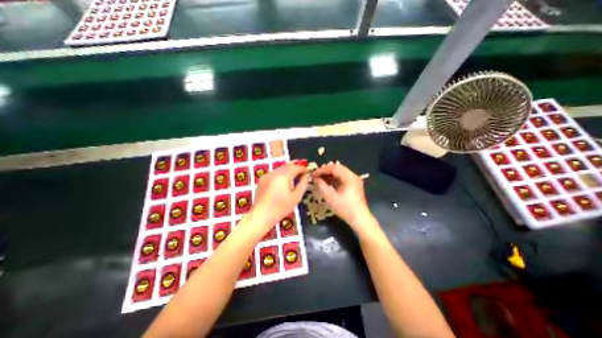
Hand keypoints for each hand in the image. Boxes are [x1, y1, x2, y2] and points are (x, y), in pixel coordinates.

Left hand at [248, 162, 306, 233]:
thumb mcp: (296, 197)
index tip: (308, 171)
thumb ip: (303, 184)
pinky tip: (283, 181)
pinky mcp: (262, 180)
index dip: (303, 168)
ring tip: (294, 176)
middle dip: (296, 166)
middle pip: (287, 165)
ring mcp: (267, 175)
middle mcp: (274, 173)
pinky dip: (281, 174)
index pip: (296, 167)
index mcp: (283, 176)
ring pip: (281, 168)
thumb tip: (306, 176)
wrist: (261, 216)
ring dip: (288, 170)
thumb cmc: (281, 208)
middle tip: (302, 171)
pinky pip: (274, 173)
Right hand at [313, 162, 374, 232]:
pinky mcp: (353, 185)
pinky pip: (342, 178)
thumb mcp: (330, 197)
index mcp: (349, 177)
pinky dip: (334, 179)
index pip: (334, 167)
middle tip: (315, 176)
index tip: (313, 174)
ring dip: (329, 175)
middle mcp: (353, 176)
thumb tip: (314, 178)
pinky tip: (327, 183)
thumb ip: (321, 186)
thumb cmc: (345, 208)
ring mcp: (354, 180)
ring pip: (339, 173)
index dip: (322, 170)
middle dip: (325, 171)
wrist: (359, 219)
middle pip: (337, 168)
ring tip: (319, 179)